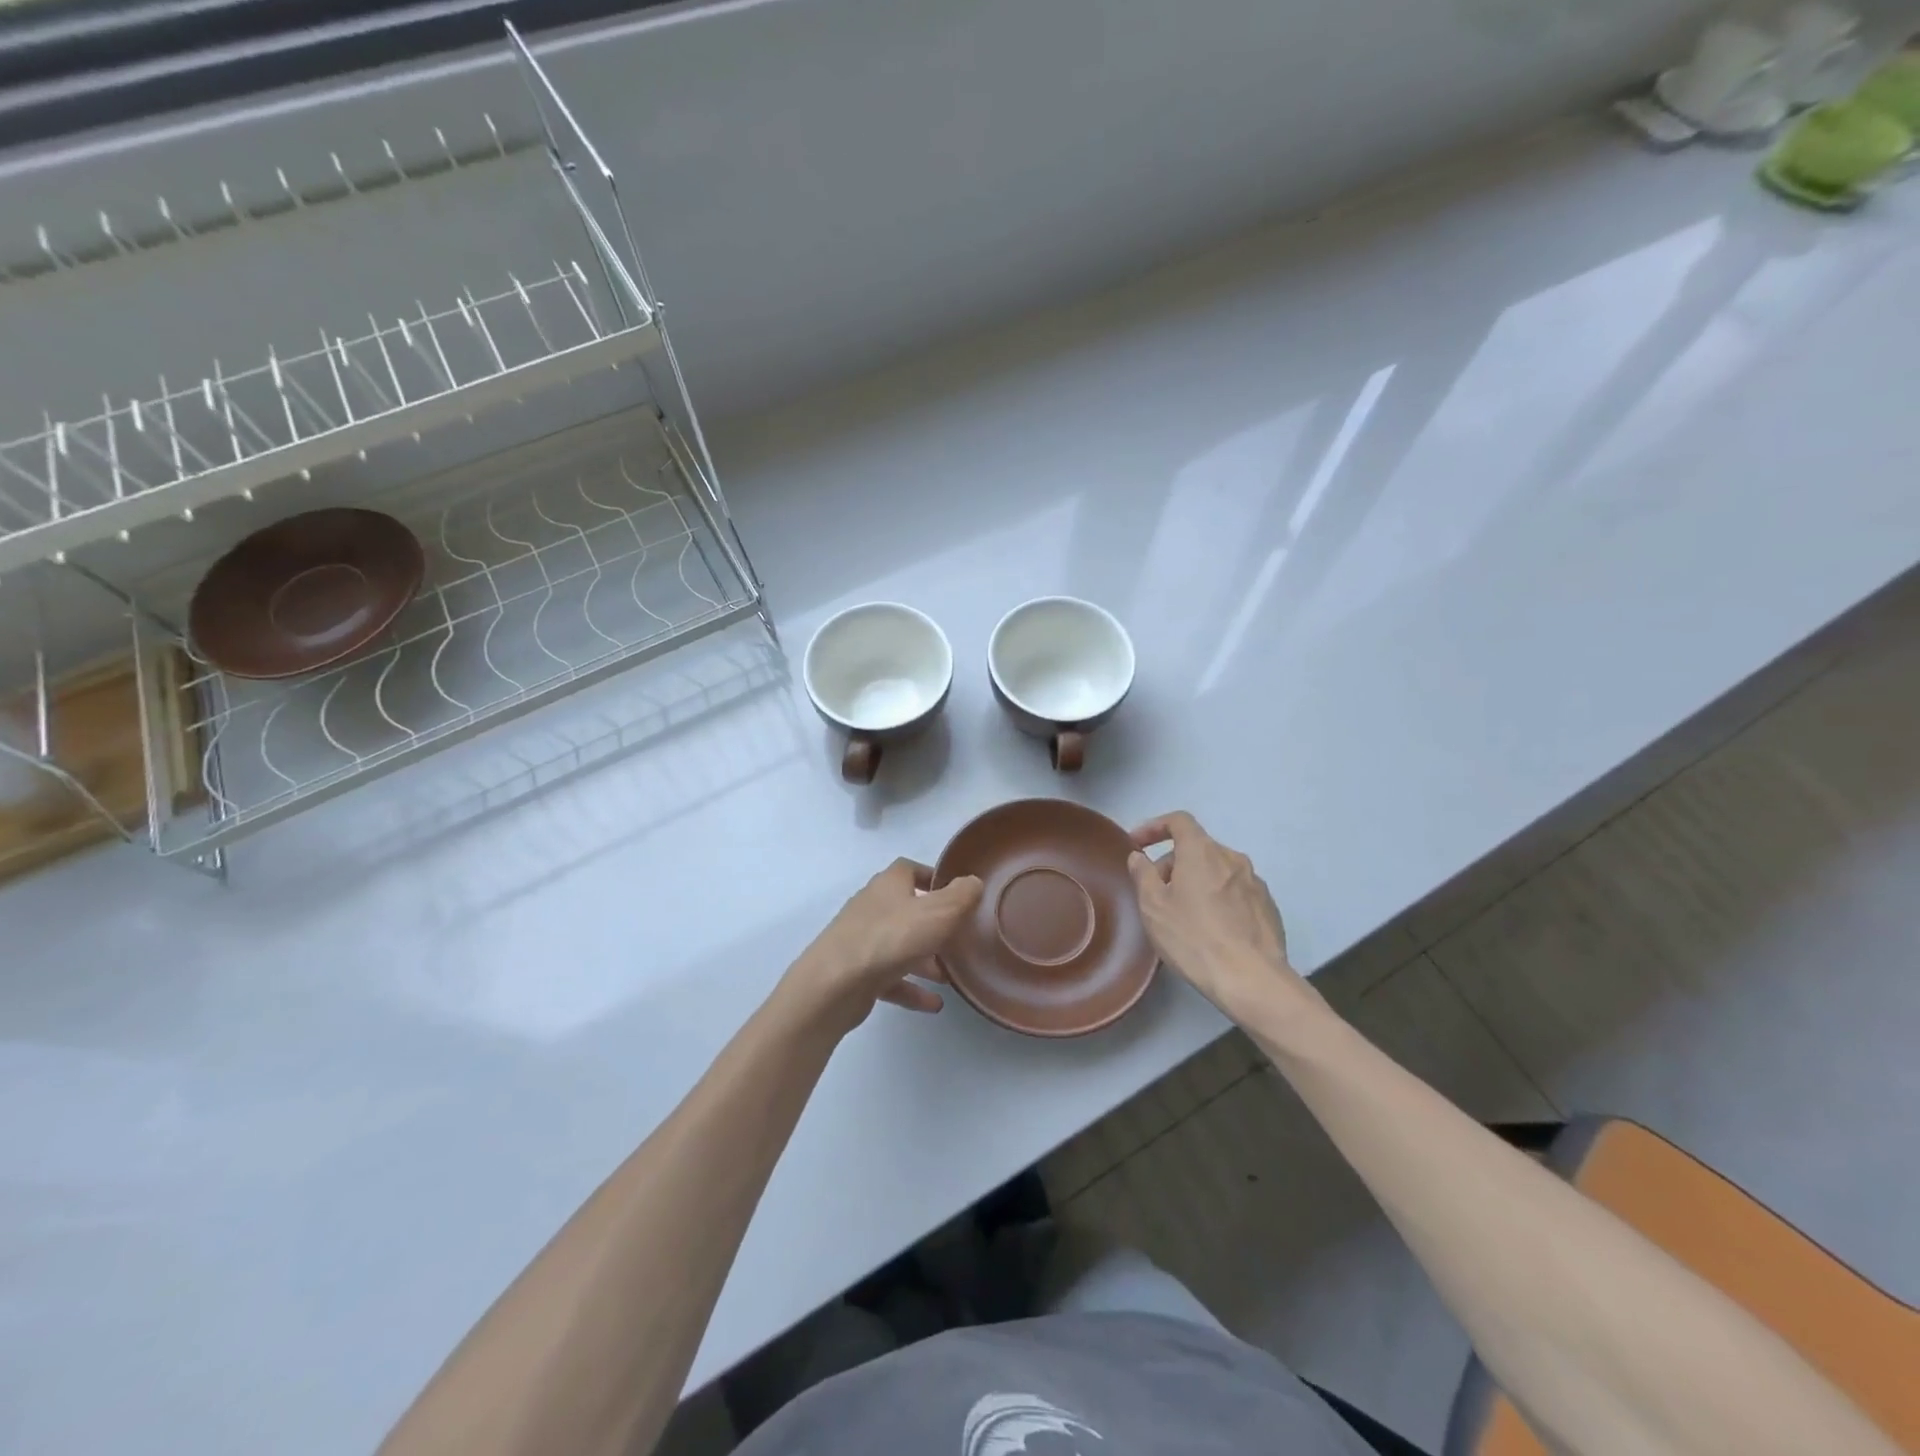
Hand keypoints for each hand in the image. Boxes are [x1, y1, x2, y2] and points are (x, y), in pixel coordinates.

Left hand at [784, 859, 983, 1033]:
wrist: (834, 984)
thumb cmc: (891, 938)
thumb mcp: (939, 912)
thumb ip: (962, 895)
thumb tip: (973, 882)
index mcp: (889, 885)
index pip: (909, 869)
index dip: (932, 877)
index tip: (956, 893)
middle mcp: (872, 906)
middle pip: (906, 909)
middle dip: (933, 924)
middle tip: (958, 938)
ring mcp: (861, 940)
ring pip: (899, 945)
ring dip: (924, 959)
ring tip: (950, 975)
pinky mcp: (856, 972)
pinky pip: (890, 977)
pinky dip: (911, 987)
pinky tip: (934, 1003)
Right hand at [1126, 812, 1313, 1022]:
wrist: (1251, 979)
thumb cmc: (1193, 937)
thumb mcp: (1153, 907)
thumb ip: (1143, 875)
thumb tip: (1139, 857)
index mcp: (1202, 851)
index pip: (1178, 821)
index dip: (1154, 827)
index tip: (1137, 845)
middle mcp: (1232, 858)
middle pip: (1197, 848)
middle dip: (1173, 863)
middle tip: (1156, 892)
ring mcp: (1255, 882)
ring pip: (1217, 870)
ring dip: (1196, 881)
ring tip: (1183, 913)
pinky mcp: (1268, 907)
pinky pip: (1235, 891)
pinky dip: (1218, 899)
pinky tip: (1211, 929)